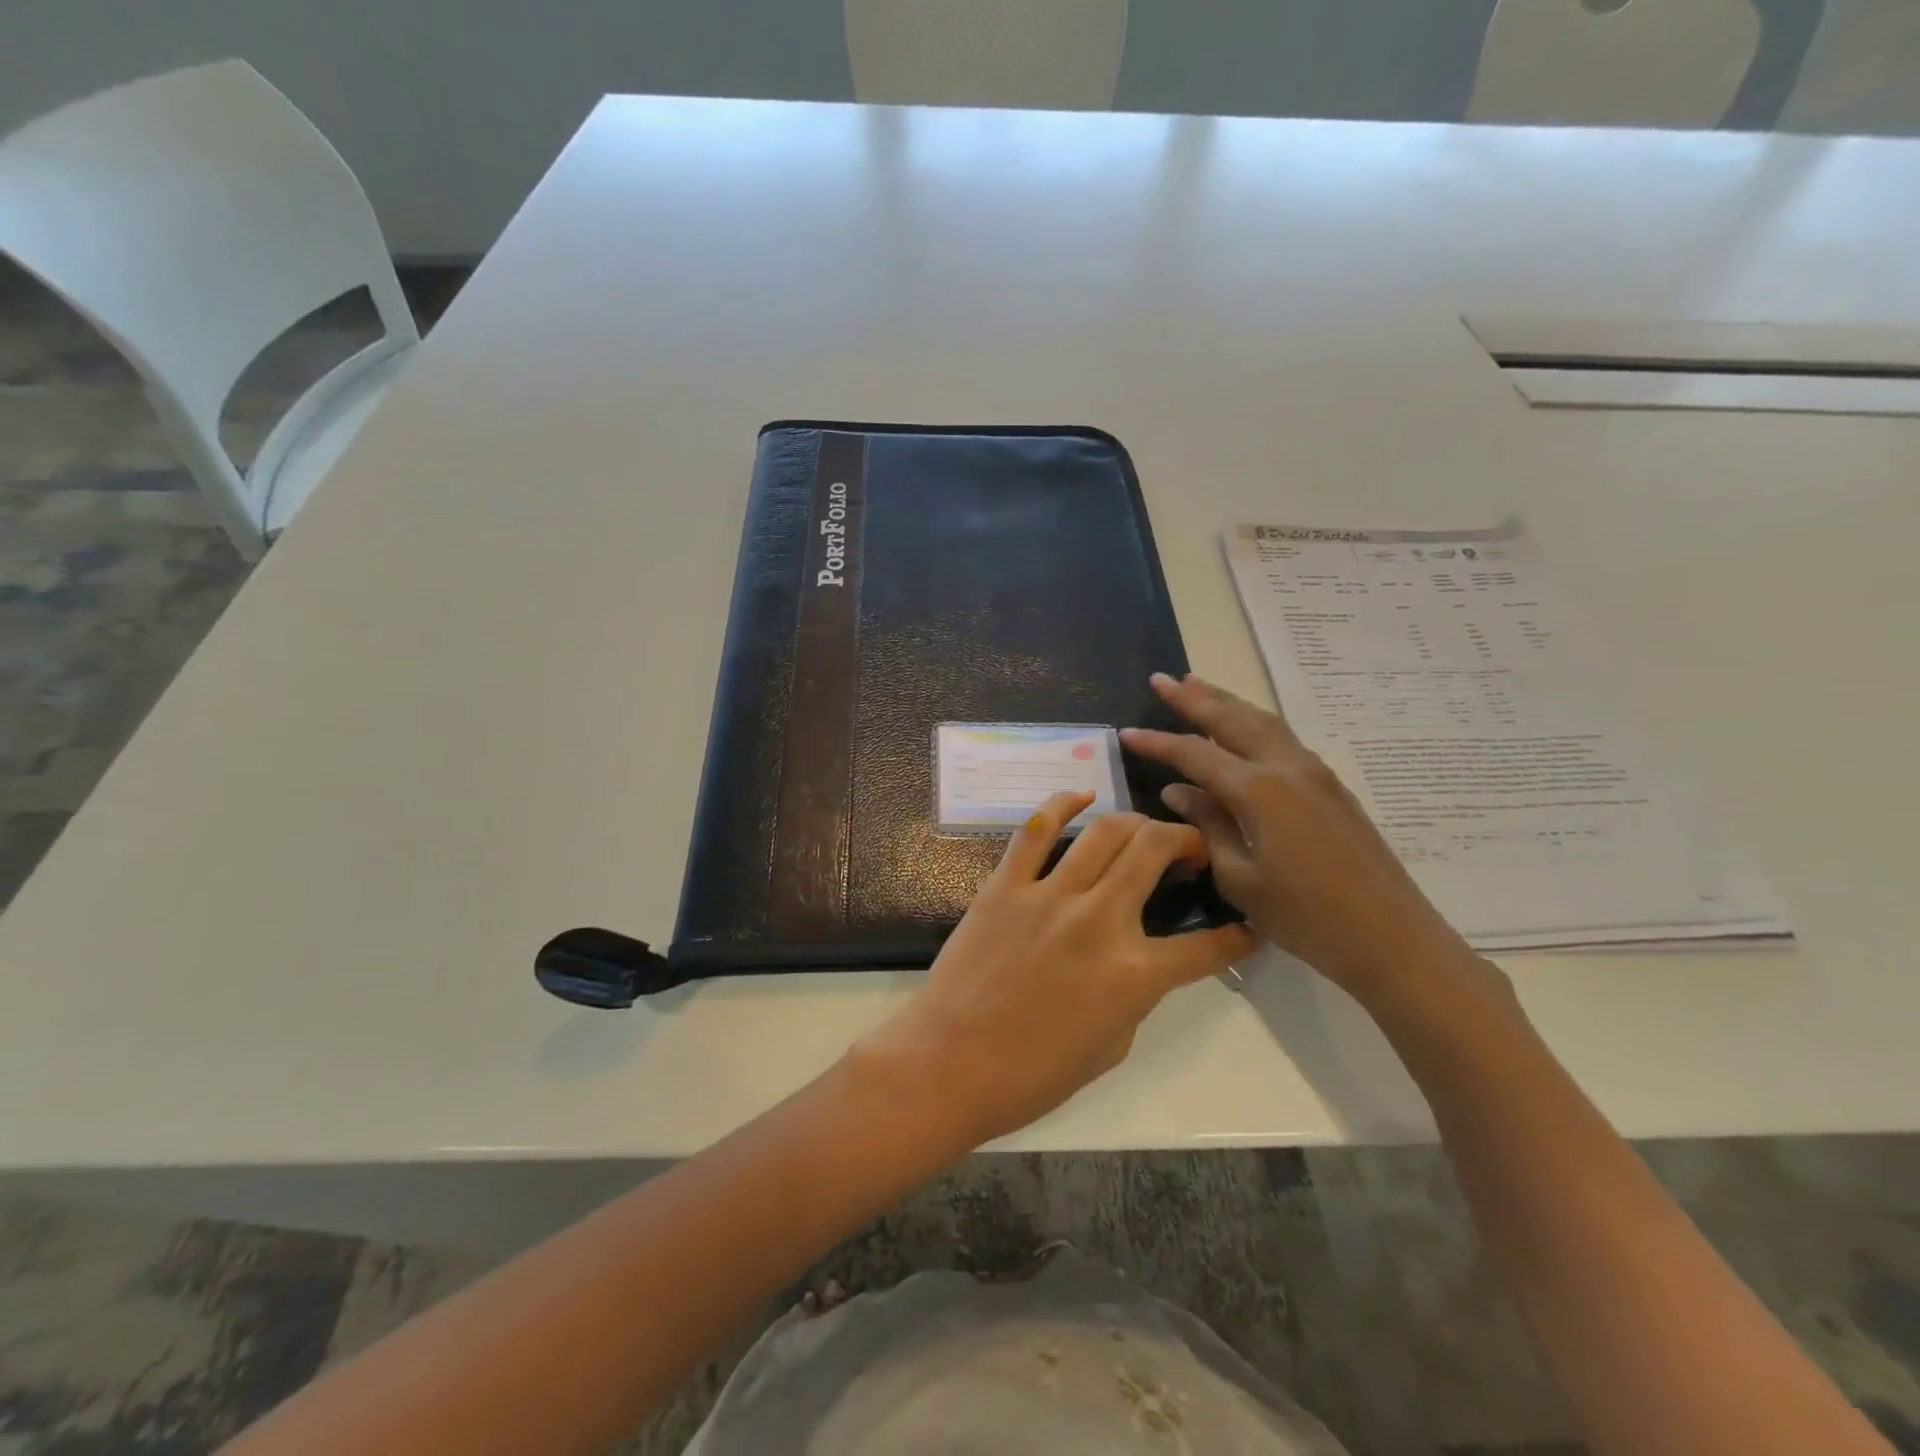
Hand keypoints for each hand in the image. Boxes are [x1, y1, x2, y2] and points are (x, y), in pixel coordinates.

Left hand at [854, 792, 1258, 1148]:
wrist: (949, 1064)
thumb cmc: (1031, 1074)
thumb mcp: (1110, 1047)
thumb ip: (1135, 995)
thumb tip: (1141, 961)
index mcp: (1133, 975)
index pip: (1205, 947)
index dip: (1236, 936)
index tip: (1245, 926)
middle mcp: (1099, 921)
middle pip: (1155, 851)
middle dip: (1187, 840)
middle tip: (1190, 851)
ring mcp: (1049, 895)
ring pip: (1105, 831)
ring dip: (1136, 823)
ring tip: (1144, 832)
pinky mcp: (1006, 885)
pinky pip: (1036, 830)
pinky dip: (1062, 804)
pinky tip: (1081, 796)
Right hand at [1122, 673, 1493, 1010]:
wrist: (1391, 938)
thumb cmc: (1306, 917)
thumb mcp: (1240, 878)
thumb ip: (1207, 826)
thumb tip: (1178, 791)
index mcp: (1259, 791)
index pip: (1195, 754)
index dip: (1158, 743)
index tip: (1126, 732)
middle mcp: (1287, 768)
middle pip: (1233, 719)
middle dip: (1193, 698)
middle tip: (1160, 679)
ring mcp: (1315, 774)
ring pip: (1263, 721)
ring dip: (1226, 701)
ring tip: (1197, 684)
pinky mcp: (1331, 787)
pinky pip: (1282, 738)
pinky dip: (1253, 721)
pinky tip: (1242, 727)